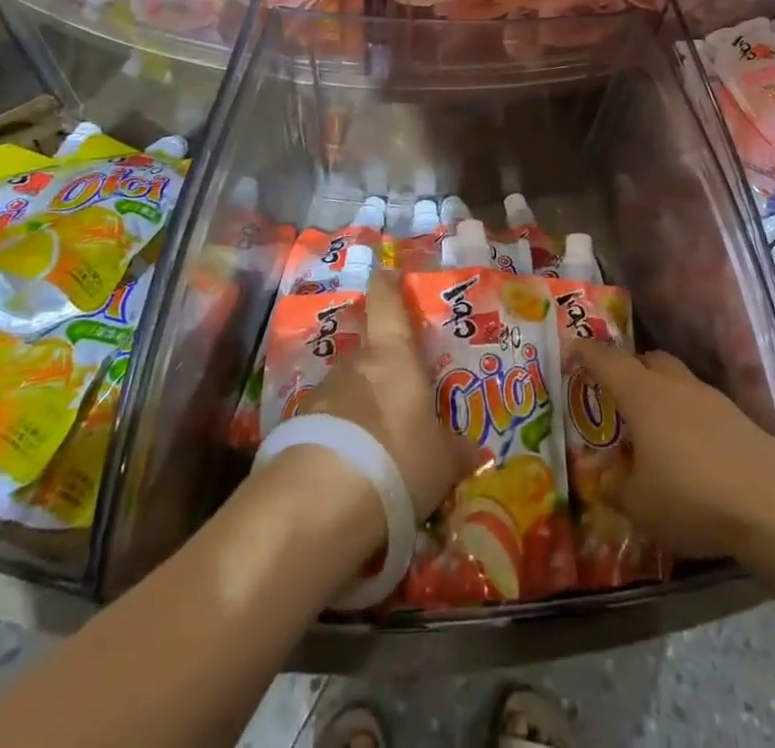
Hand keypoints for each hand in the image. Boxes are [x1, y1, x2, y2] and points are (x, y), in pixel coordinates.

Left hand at [300, 271, 476, 523]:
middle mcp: (355, 363)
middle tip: (400, 399)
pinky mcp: (298, 429)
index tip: (386, 273)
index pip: (387, 303)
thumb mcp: (442, 462)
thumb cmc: (398, 459)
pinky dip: (340, 440)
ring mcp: (322, 394)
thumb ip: (456, 451)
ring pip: (347, 391)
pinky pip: (327, 426)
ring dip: (359, 410)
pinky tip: (351, 472)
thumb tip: (476, 452)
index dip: (387, 286)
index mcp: (394, 355)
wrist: (322, 500)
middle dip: (382, 373)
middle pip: (368, 354)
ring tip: (377, 448)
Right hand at [571, 341, 774, 562]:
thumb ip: (617, 490)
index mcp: (642, 395)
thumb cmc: (692, 496)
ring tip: (653, 429)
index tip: (571, 349)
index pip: (606, 360)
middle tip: (615, 394)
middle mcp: (675, 386)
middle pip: (647, 361)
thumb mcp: (640, 505)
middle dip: (629, 370)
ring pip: (677, 382)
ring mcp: (712, 400)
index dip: (585, 352)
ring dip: (661, 394)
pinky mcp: (740, 420)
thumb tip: (606, 482)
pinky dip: (688, 418)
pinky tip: (690, 452)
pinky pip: (702, 406)